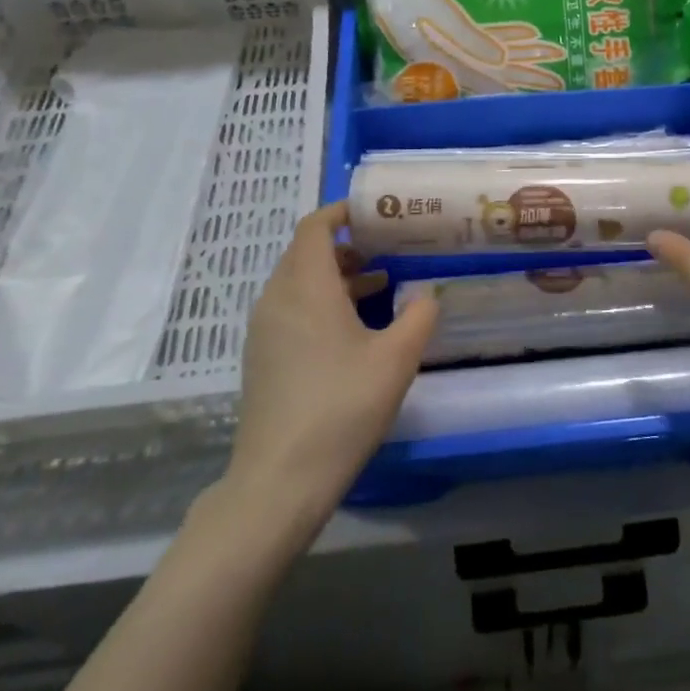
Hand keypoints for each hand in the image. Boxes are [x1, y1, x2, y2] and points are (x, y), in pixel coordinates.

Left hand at [220, 202, 438, 541]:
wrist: (280, 479)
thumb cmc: (341, 406)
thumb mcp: (396, 358)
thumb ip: (419, 316)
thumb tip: (426, 294)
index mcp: (306, 286)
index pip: (315, 226)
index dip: (342, 211)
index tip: (376, 212)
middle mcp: (278, 298)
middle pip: (307, 252)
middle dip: (347, 243)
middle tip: (388, 246)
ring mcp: (265, 329)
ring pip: (300, 282)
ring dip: (337, 275)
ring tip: (381, 284)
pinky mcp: (263, 357)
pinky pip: (292, 309)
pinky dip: (322, 301)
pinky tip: (355, 328)